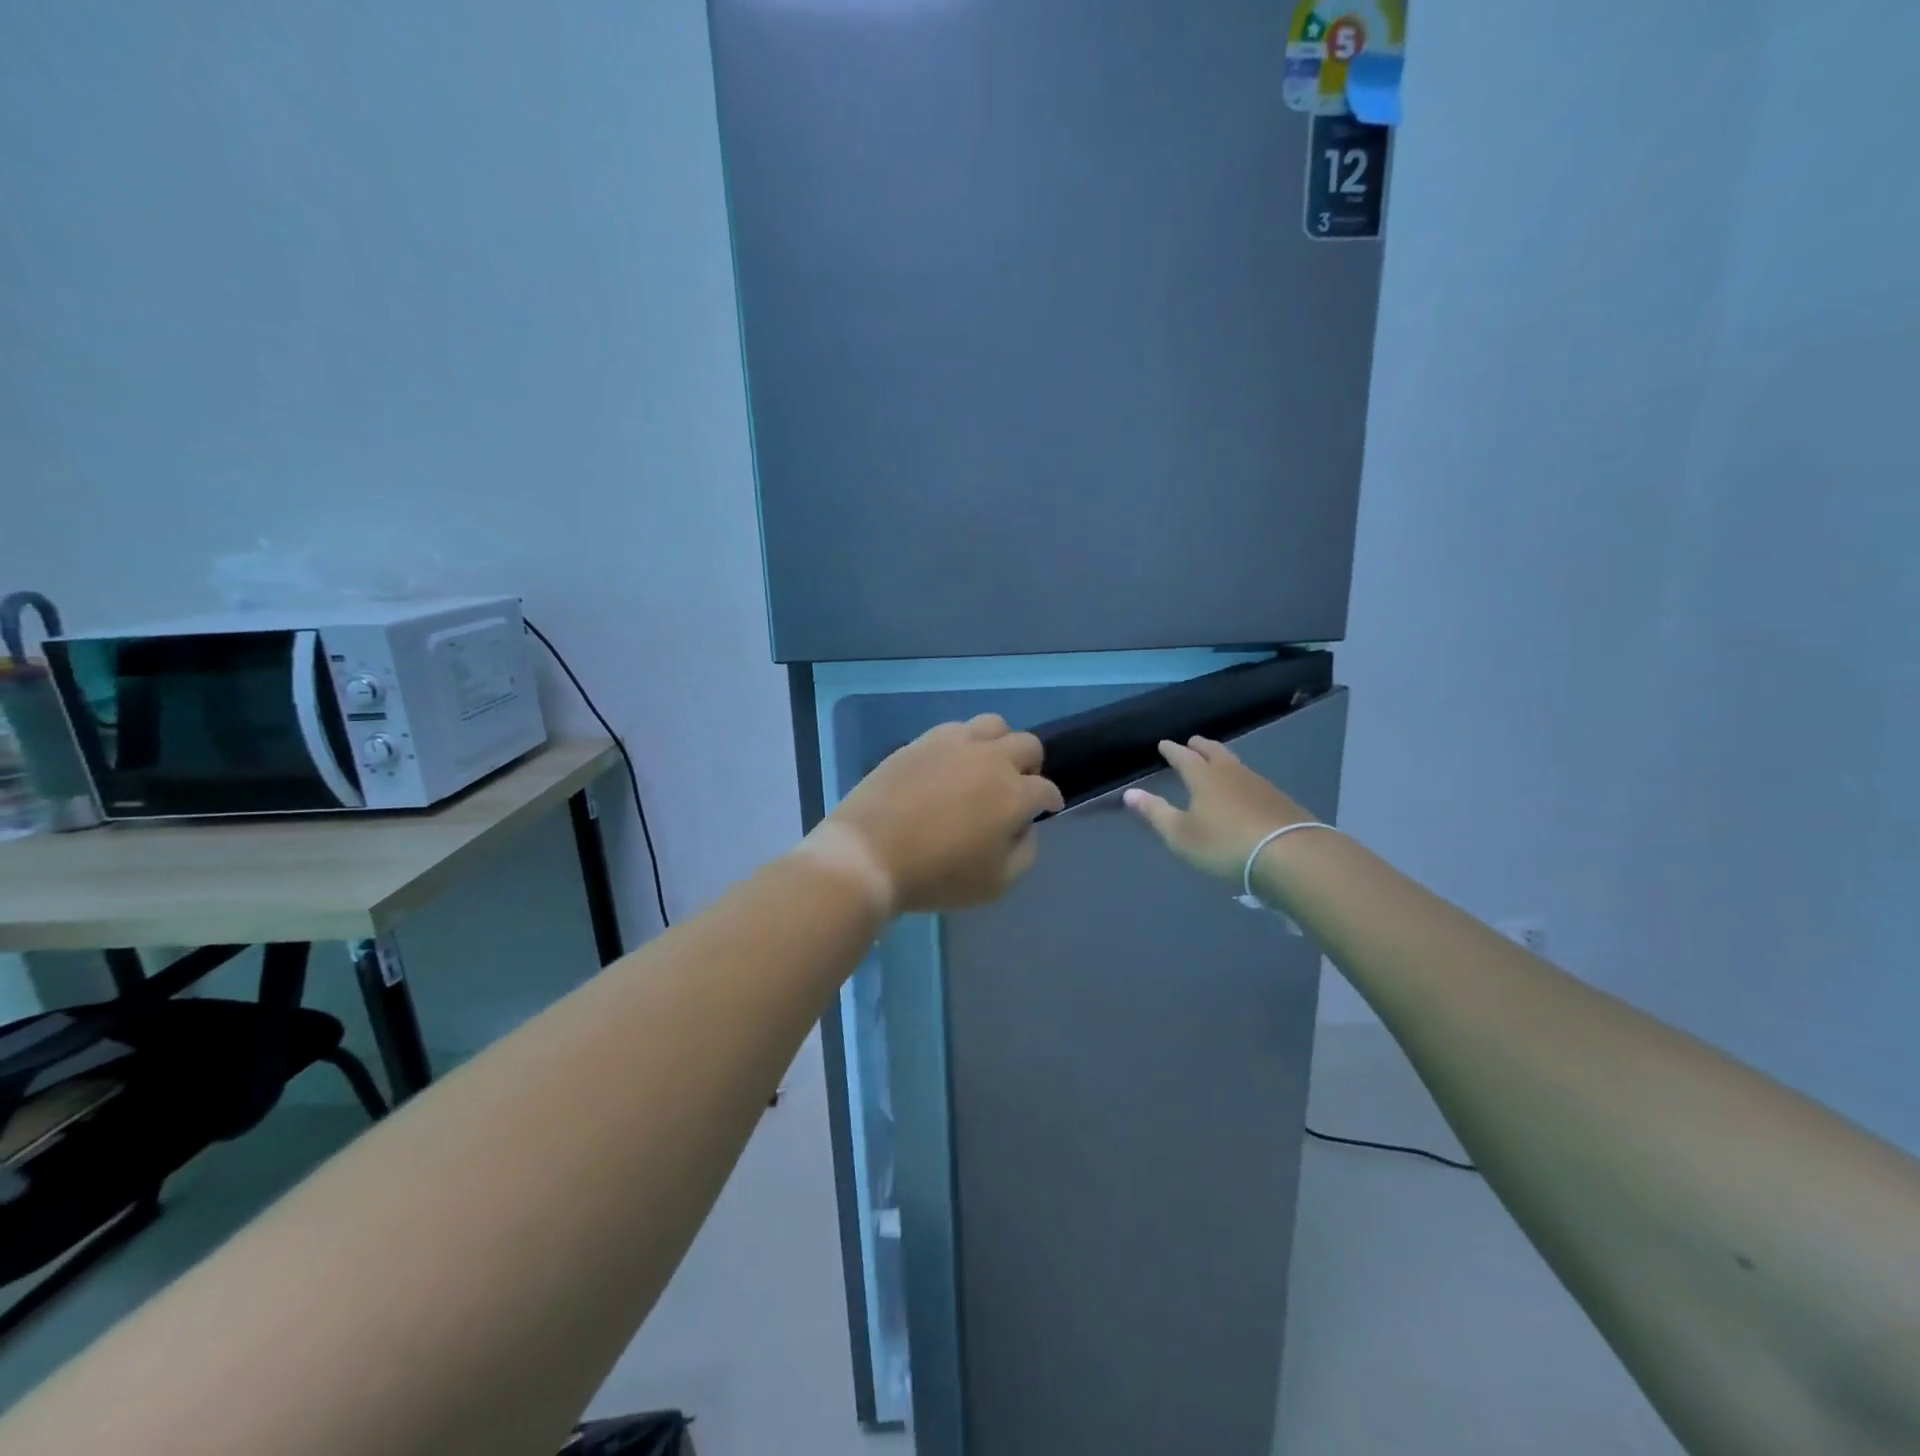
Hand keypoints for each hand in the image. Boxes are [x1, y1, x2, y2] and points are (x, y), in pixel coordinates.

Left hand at [808, 714, 1064, 915]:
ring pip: (994, 725)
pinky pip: (955, 728)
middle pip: (1027, 745)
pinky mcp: (921, 741)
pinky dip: (964, 742)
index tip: (1046, 810)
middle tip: (1018, 788)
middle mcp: (991, 759)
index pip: (1046, 789)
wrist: (868, 855)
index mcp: (1014, 794)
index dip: (1050, 802)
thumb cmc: (936, 876)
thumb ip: (1024, 852)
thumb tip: (1025, 827)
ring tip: (986, 766)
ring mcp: (954, 744)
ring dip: (1000, 744)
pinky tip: (952, 763)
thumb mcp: (996, 883)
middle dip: (1031, 766)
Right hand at [1123, 736, 1312, 883]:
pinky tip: (1244, 790)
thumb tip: (1130, 793)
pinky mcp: (1280, 801)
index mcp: (1204, 777)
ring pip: (1236, 764)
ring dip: (1222, 759)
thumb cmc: (1225, 844)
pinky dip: (1241, 779)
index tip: (1163, 744)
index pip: (1183, 757)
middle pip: (1214, 752)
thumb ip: (1155, 813)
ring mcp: (1260, 785)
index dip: (1172, 751)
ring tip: (1216, 762)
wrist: (1291, 855)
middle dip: (1200, 746)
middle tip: (1192, 742)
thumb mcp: (1181, 834)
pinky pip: (1253, 781)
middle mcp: (1231, 773)